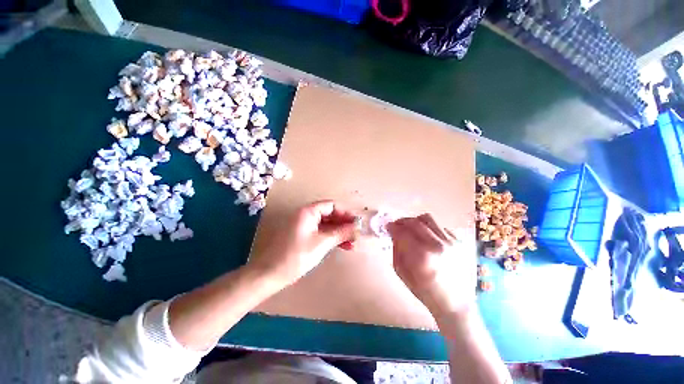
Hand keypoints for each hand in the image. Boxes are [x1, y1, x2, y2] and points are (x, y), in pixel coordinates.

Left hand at [247, 200, 357, 287]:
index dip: (345, 213)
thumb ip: (341, 233)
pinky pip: (320, 232)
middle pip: (329, 214)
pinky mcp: (303, 236)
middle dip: (343, 224)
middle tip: (356, 233)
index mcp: (308, 211)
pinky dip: (331, 237)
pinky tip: (342, 246)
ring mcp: (304, 226)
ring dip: (339, 232)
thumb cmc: (297, 256)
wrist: (271, 274)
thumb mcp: (322, 243)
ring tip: (352, 242)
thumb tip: (357, 227)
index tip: (357, 222)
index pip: (331, 205)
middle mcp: (305, 215)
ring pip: (326, 225)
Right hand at [387, 214, 476, 316]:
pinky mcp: (459, 242)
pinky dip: (429, 228)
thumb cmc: (425, 292)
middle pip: (415, 222)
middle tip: (397, 225)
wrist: (455, 303)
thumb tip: (394, 233)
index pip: (402, 233)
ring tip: (411, 227)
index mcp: (422, 256)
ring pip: (428, 218)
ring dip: (415, 221)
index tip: (388, 226)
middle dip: (402, 221)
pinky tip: (426, 237)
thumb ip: (397, 250)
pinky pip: (440, 226)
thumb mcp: (403, 273)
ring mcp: (451, 242)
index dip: (392, 227)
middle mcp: (438, 245)